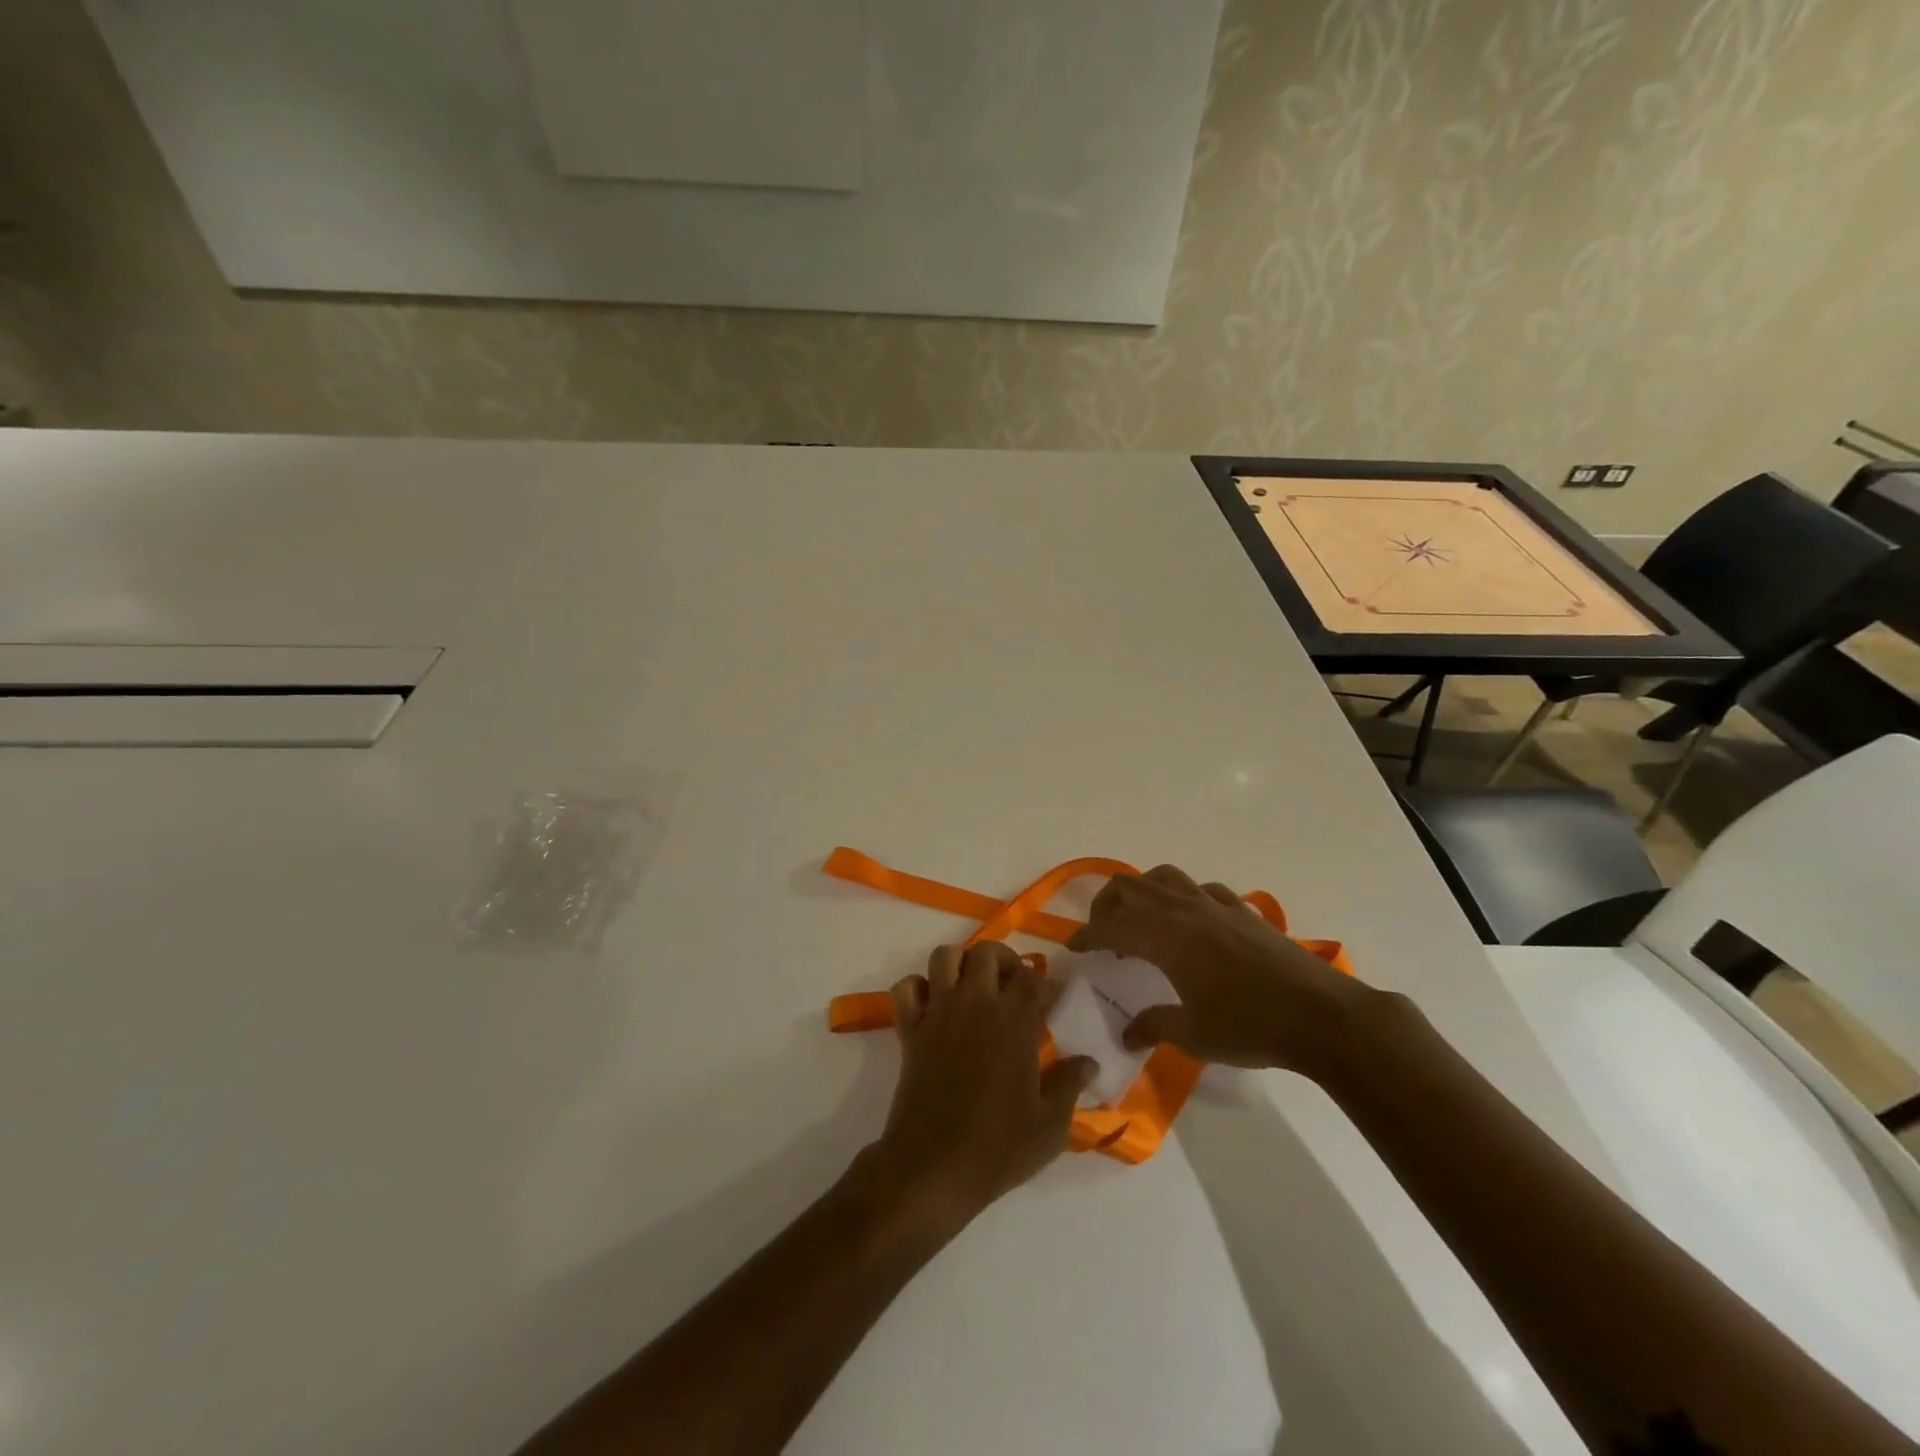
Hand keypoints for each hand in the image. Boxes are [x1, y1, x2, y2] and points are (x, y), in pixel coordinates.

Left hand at [869, 942, 1096, 1230]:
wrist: (933, 1168)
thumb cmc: (997, 1148)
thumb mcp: (1050, 1126)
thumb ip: (1069, 1085)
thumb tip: (1089, 1061)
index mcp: (1014, 1021)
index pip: (1033, 978)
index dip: (1045, 982)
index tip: (1052, 998)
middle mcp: (975, 1004)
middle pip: (987, 953)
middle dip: (1004, 960)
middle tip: (1013, 987)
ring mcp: (939, 1013)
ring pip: (945, 957)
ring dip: (960, 963)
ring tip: (973, 987)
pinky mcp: (909, 1029)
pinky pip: (906, 988)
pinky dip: (917, 987)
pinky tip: (933, 1006)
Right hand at [1069, 864, 1379, 1079]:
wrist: (1321, 1015)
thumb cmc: (1250, 1026)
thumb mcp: (1195, 1035)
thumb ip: (1155, 1026)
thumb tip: (1127, 1035)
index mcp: (1164, 937)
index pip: (1111, 926)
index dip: (1086, 934)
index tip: (1072, 946)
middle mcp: (1183, 910)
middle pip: (1129, 886)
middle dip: (1106, 905)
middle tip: (1102, 932)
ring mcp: (1215, 904)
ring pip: (1164, 876)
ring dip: (1142, 891)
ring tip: (1141, 918)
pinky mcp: (1242, 909)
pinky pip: (1201, 888)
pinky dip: (1183, 897)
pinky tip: (1192, 921)